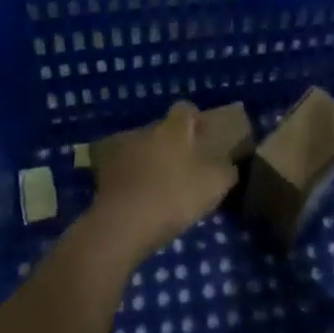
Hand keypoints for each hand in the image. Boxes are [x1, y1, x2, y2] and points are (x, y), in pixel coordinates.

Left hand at [86, 101, 238, 262]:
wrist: (123, 224)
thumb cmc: (175, 196)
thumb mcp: (215, 185)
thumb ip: (226, 170)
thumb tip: (229, 165)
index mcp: (174, 129)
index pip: (185, 109)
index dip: (195, 120)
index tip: (202, 138)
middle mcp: (146, 131)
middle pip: (162, 130)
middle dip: (172, 144)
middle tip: (184, 168)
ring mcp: (121, 150)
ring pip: (142, 148)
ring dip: (150, 161)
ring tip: (160, 186)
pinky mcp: (104, 172)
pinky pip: (124, 169)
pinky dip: (132, 179)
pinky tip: (140, 199)